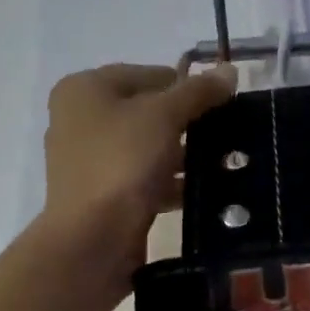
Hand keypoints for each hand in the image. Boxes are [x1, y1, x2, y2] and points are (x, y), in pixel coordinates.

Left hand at [40, 61, 237, 293]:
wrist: (92, 240)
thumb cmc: (122, 162)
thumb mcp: (164, 116)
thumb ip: (198, 91)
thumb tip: (230, 70)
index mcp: (85, 89)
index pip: (148, 74)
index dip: (186, 86)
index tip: (223, 105)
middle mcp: (79, 119)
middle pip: (146, 111)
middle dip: (185, 122)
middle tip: (225, 134)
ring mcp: (87, 160)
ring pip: (145, 147)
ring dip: (180, 155)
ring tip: (222, 162)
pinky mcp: (99, 195)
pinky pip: (141, 179)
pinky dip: (168, 182)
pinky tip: (202, 191)